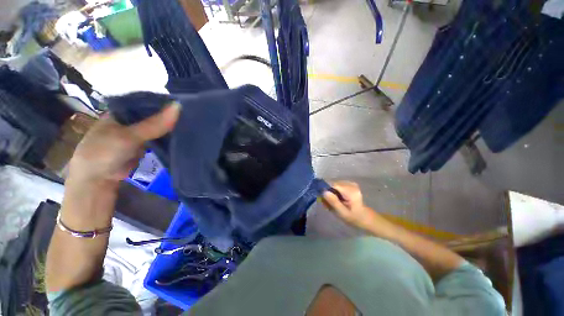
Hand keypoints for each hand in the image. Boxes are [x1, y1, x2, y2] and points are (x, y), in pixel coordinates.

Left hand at [68, 102, 179, 186]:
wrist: (97, 180)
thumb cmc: (105, 152)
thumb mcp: (129, 136)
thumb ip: (153, 124)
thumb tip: (178, 106)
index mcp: (122, 111)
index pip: (147, 102)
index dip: (164, 103)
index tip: (186, 104)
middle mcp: (130, 121)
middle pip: (154, 115)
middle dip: (170, 116)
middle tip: (193, 116)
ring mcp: (136, 134)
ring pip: (158, 128)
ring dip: (171, 128)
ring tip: (190, 125)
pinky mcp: (143, 146)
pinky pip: (159, 139)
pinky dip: (168, 138)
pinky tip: (182, 136)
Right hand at [321, 181, 376, 230]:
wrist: (367, 219)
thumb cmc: (355, 218)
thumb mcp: (343, 213)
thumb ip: (333, 202)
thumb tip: (323, 191)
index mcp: (350, 191)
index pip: (332, 185)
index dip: (324, 190)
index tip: (322, 200)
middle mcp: (350, 184)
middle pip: (332, 185)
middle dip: (327, 193)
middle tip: (326, 205)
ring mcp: (350, 183)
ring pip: (333, 186)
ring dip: (330, 194)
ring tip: (332, 204)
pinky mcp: (349, 184)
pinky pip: (337, 186)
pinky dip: (334, 193)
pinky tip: (337, 200)